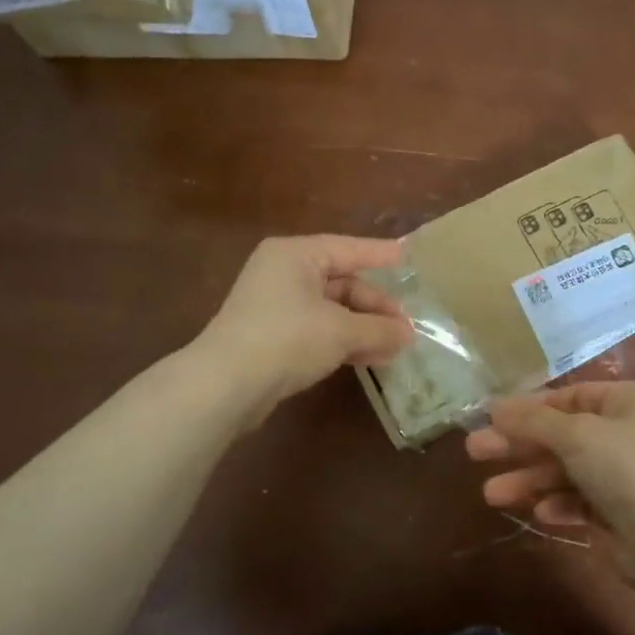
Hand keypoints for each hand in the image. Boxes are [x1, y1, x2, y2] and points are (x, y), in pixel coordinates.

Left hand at [191, 235, 413, 425]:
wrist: (225, 385)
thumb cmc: (287, 339)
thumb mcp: (341, 331)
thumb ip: (379, 329)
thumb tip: (408, 334)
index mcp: (295, 255)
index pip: (348, 249)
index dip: (380, 255)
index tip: (407, 256)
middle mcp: (282, 272)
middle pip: (341, 283)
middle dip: (375, 307)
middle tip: (405, 328)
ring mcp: (274, 305)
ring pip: (331, 310)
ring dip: (363, 328)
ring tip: (395, 348)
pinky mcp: (271, 336)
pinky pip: (317, 330)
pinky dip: (342, 341)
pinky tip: (368, 358)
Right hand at [465, 382, 634, 573]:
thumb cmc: (627, 469)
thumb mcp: (575, 435)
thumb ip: (532, 420)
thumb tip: (493, 405)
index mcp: (633, 401)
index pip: (571, 397)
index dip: (529, 408)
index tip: (491, 418)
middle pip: (564, 434)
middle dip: (520, 446)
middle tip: (475, 452)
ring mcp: (632, 474)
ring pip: (569, 470)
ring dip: (532, 481)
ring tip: (492, 495)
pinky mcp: (626, 512)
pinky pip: (584, 500)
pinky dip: (561, 504)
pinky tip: (542, 514)